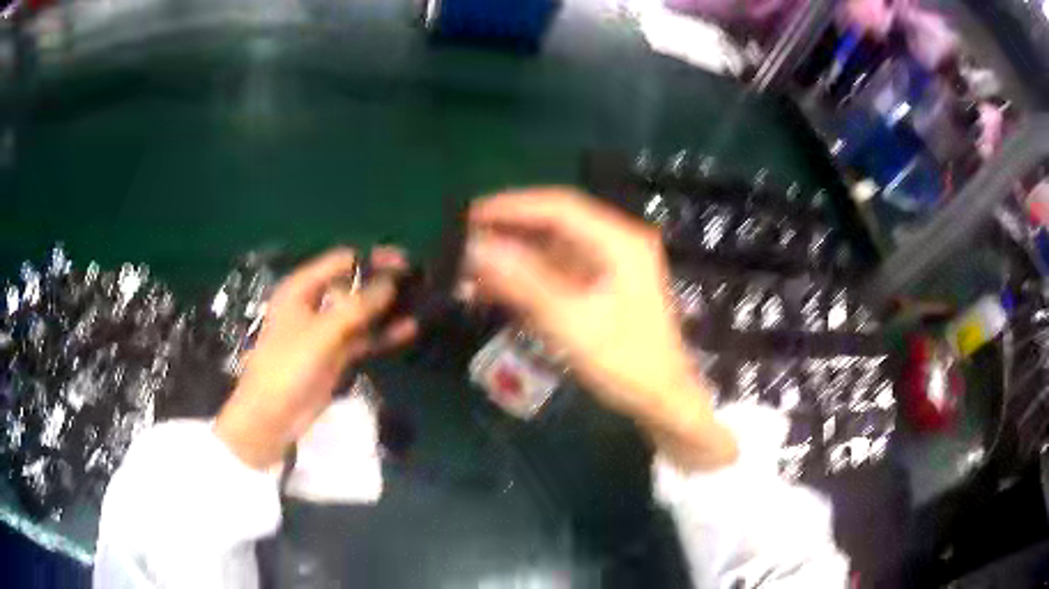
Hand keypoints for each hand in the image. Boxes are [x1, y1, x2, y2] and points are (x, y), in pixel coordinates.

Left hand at [214, 248, 416, 469]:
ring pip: (360, 312)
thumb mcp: (322, 331)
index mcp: (302, 288)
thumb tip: (391, 282)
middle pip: (353, 285)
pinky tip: (407, 329)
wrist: (274, 414)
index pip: (342, 261)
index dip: (373, 259)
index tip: (404, 263)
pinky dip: (382, 334)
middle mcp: (314, 303)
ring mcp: (326, 330)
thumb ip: (358, 306)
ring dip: (385, 309)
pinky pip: (363, 338)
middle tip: (417, 283)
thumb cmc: (288, 364)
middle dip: (382, 283)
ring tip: (418, 303)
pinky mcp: (336, 354)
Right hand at [467, 188, 736, 469]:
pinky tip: (496, 288)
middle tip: (464, 242)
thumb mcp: (571, 322)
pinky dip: (526, 278)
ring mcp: (609, 264)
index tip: (470, 215)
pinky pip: (556, 271)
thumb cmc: (626, 362)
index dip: (512, 206)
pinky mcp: (600, 285)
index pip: (559, 207)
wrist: (662, 399)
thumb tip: (476, 247)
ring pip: (552, 248)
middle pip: (554, 224)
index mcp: (619, 241)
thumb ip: (523, 281)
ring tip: (471, 269)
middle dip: (509, 233)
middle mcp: (616, 243)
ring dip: (513, 257)